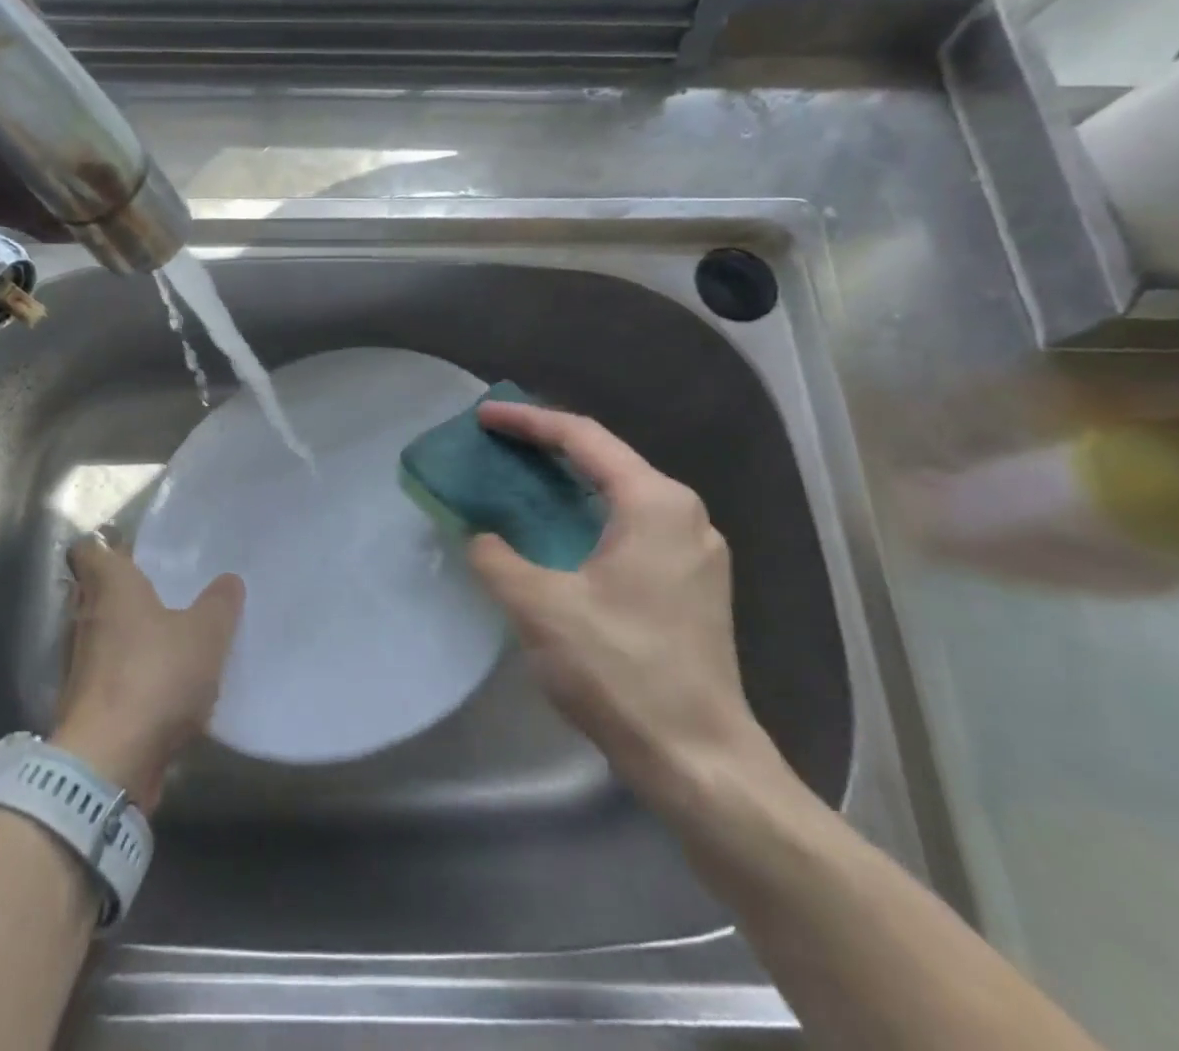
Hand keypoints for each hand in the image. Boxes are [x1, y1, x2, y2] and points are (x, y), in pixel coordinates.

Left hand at [51, 536, 243, 810]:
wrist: (108, 763)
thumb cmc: (154, 677)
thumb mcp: (205, 635)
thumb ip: (219, 604)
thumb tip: (228, 580)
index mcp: (110, 588)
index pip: (89, 551)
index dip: (107, 547)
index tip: (135, 551)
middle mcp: (86, 619)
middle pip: (97, 594)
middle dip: (126, 592)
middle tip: (165, 590)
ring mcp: (80, 665)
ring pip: (104, 635)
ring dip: (129, 636)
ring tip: (170, 636)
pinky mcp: (86, 705)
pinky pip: (110, 676)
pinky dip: (129, 675)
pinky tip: (163, 684)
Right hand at [467, 402, 782, 809]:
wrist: (700, 762)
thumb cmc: (622, 671)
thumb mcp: (541, 607)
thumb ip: (496, 558)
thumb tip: (478, 535)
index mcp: (655, 503)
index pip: (583, 438)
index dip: (528, 421)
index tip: (483, 417)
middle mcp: (684, 514)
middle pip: (605, 458)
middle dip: (547, 446)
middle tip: (496, 444)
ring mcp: (695, 550)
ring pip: (620, 493)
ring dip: (567, 481)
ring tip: (519, 480)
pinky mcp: (693, 584)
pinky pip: (631, 525)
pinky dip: (587, 514)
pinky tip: (557, 533)